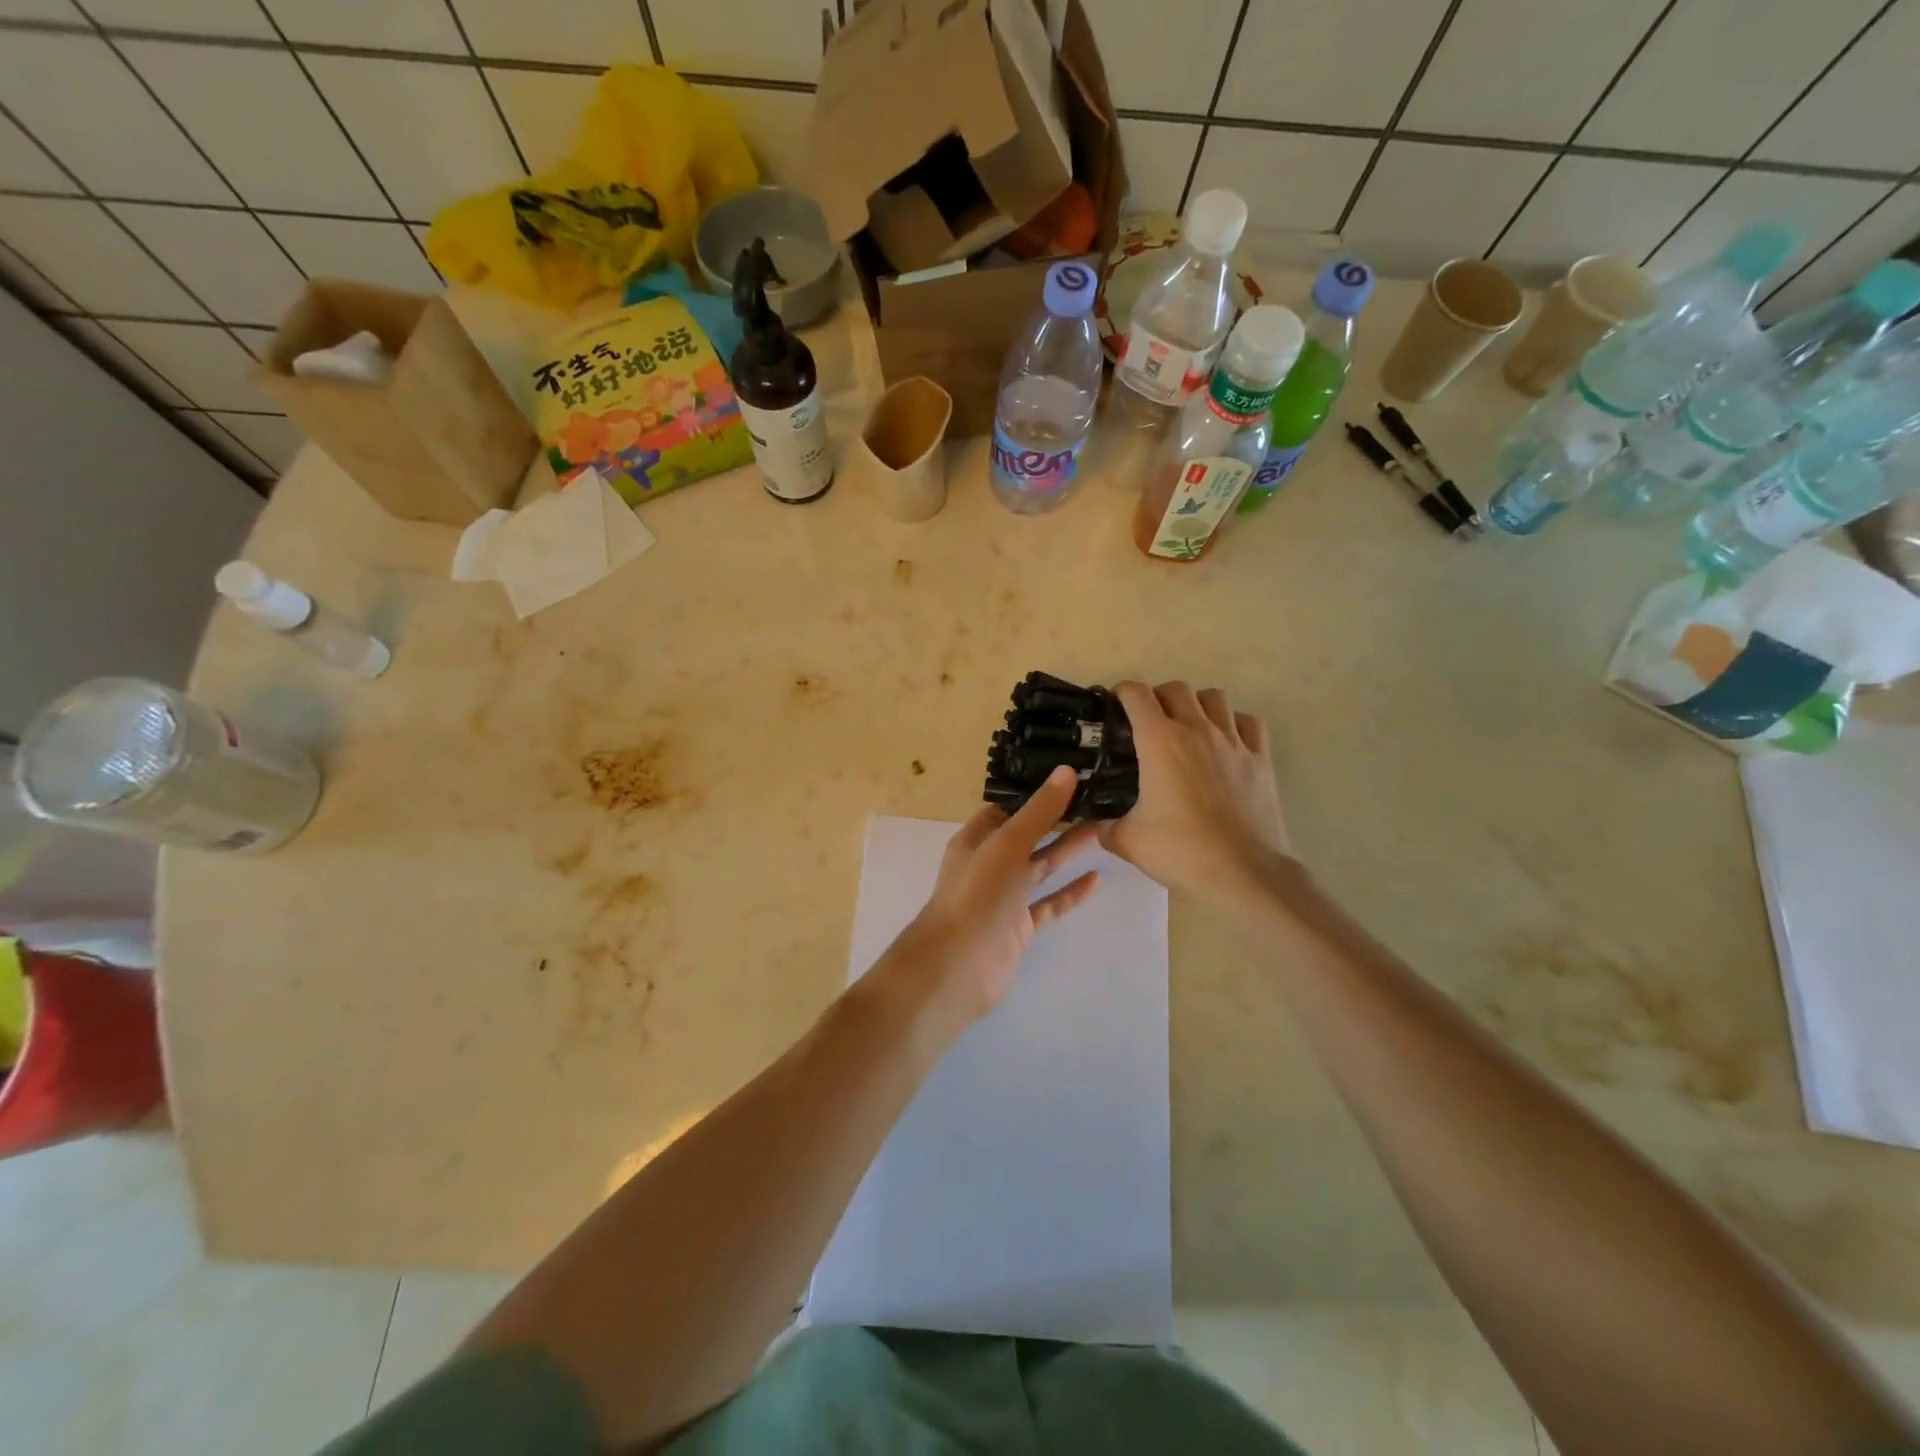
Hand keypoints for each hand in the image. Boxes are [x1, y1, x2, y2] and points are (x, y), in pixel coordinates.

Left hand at [886, 766, 1100, 1031]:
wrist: (958, 966)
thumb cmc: (978, 895)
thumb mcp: (1008, 844)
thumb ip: (1039, 811)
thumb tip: (1067, 771)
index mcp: (977, 839)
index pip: (1008, 807)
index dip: (1035, 792)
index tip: (1071, 776)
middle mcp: (990, 864)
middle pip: (1028, 835)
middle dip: (1058, 819)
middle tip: (1098, 799)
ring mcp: (1005, 897)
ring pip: (1041, 867)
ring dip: (1069, 850)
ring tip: (1105, 828)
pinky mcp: (1020, 926)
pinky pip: (1050, 904)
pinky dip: (1071, 892)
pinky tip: (1097, 879)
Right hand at [1097, 681, 1292, 905]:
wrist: (1244, 872)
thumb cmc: (1182, 850)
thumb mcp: (1129, 841)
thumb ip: (1106, 827)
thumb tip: (1098, 826)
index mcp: (1160, 741)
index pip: (1136, 695)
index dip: (1121, 693)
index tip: (1115, 706)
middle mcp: (1197, 730)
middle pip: (1175, 689)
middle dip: (1158, 697)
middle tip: (1149, 722)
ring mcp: (1233, 741)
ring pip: (1215, 697)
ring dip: (1197, 704)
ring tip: (1188, 726)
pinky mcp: (1260, 758)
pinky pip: (1248, 722)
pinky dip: (1234, 723)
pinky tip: (1226, 741)